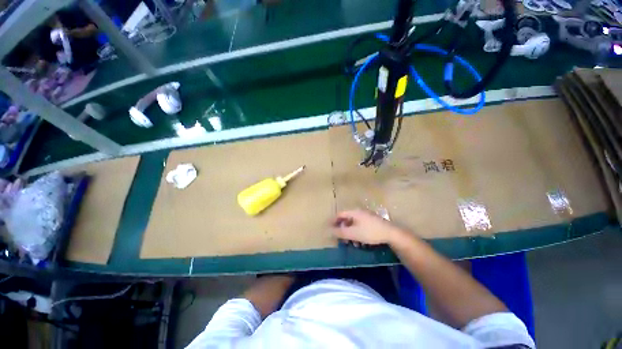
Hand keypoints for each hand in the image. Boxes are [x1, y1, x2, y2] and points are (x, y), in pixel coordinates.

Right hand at [332, 209, 402, 245]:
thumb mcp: (353, 233)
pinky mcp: (372, 222)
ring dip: (350, 233)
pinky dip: (357, 233)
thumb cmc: (370, 232)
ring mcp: (366, 216)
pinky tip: (360, 242)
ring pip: (354, 224)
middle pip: (346, 219)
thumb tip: (329, 230)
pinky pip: (360, 226)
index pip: (340, 214)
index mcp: (354, 212)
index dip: (333, 221)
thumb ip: (340, 232)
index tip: (329, 228)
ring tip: (351, 243)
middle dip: (342, 229)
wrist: (391, 233)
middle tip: (341, 239)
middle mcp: (359, 212)